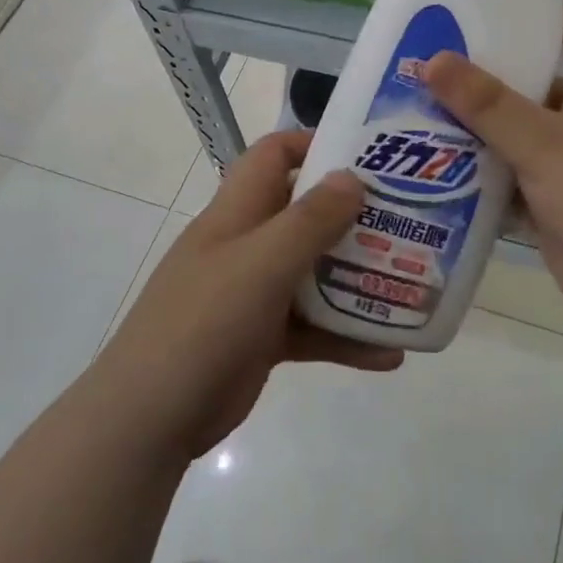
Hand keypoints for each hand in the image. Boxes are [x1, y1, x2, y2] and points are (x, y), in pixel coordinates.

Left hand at [100, 130, 402, 458]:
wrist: (149, 417)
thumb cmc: (204, 321)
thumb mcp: (261, 263)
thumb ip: (309, 220)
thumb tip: (352, 177)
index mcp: (237, 213)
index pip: (273, 156)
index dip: (314, 145)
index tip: (367, 156)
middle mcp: (248, 245)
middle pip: (305, 214)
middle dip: (353, 216)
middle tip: (410, 219)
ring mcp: (255, 293)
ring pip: (315, 273)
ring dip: (359, 279)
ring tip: (413, 282)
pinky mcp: (264, 338)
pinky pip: (314, 328)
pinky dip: (348, 337)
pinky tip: (391, 354)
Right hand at [424, 7, 562, 335]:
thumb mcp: (543, 143)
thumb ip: (488, 105)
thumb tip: (433, 59)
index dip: (562, 17)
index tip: (513, 12)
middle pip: (540, 88)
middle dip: (495, 79)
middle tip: (440, 70)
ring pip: (520, 137)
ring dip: (481, 131)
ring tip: (425, 117)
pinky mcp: (552, 206)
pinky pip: (511, 180)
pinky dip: (482, 175)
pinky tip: (440, 173)